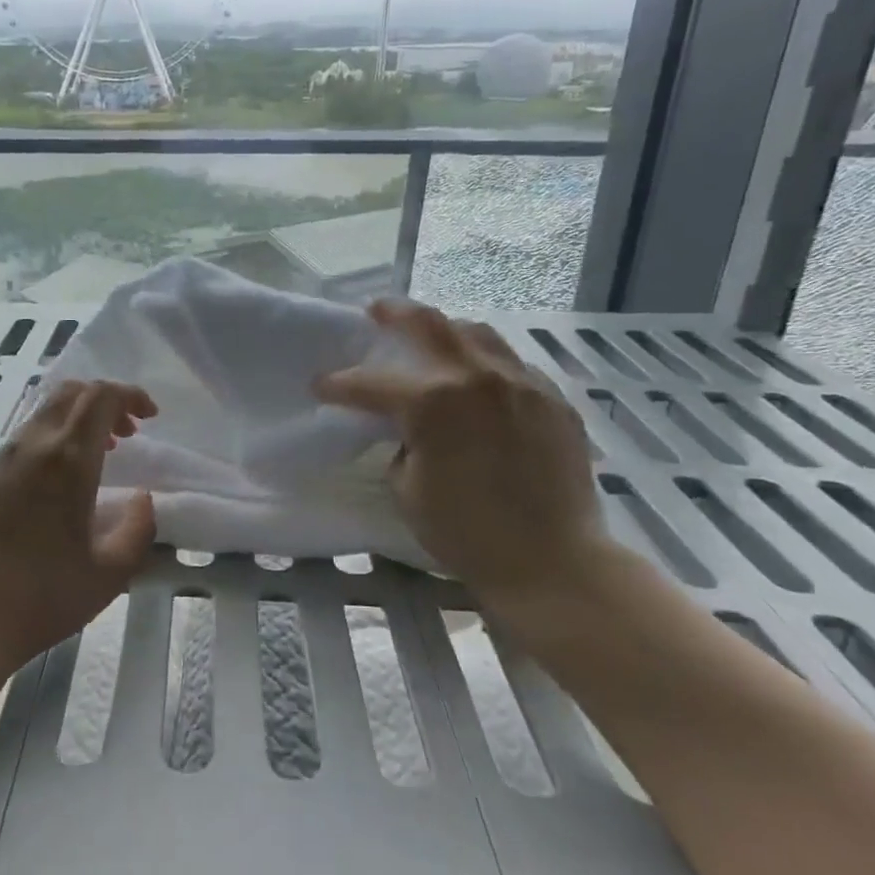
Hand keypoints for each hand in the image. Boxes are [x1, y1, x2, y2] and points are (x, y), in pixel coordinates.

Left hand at [0, 379, 157, 679]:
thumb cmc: (42, 597)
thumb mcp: (110, 573)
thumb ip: (138, 529)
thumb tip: (142, 499)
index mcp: (67, 460)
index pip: (100, 397)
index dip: (130, 395)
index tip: (150, 416)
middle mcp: (31, 446)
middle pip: (70, 393)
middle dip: (105, 401)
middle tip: (127, 434)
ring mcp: (0, 459)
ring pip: (44, 412)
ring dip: (78, 420)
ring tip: (99, 457)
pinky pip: (25, 437)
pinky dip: (53, 438)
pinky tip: (59, 481)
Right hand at [315, 300, 607, 601]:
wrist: (553, 563)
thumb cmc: (466, 534)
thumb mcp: (407, 489)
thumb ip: (401, 443)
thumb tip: (409, 429)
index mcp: (433, 403)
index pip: (371, 383)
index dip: (338, 384)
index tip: (320, 385)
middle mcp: (478, 378)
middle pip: (429, 324)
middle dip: (394, 313)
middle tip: (376, 311)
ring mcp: (522, 383)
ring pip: (477, 333)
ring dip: (445, 330)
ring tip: (431, 337)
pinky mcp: (554, 399)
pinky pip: (512, 363)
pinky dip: (485, 361)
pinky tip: (478, 379)